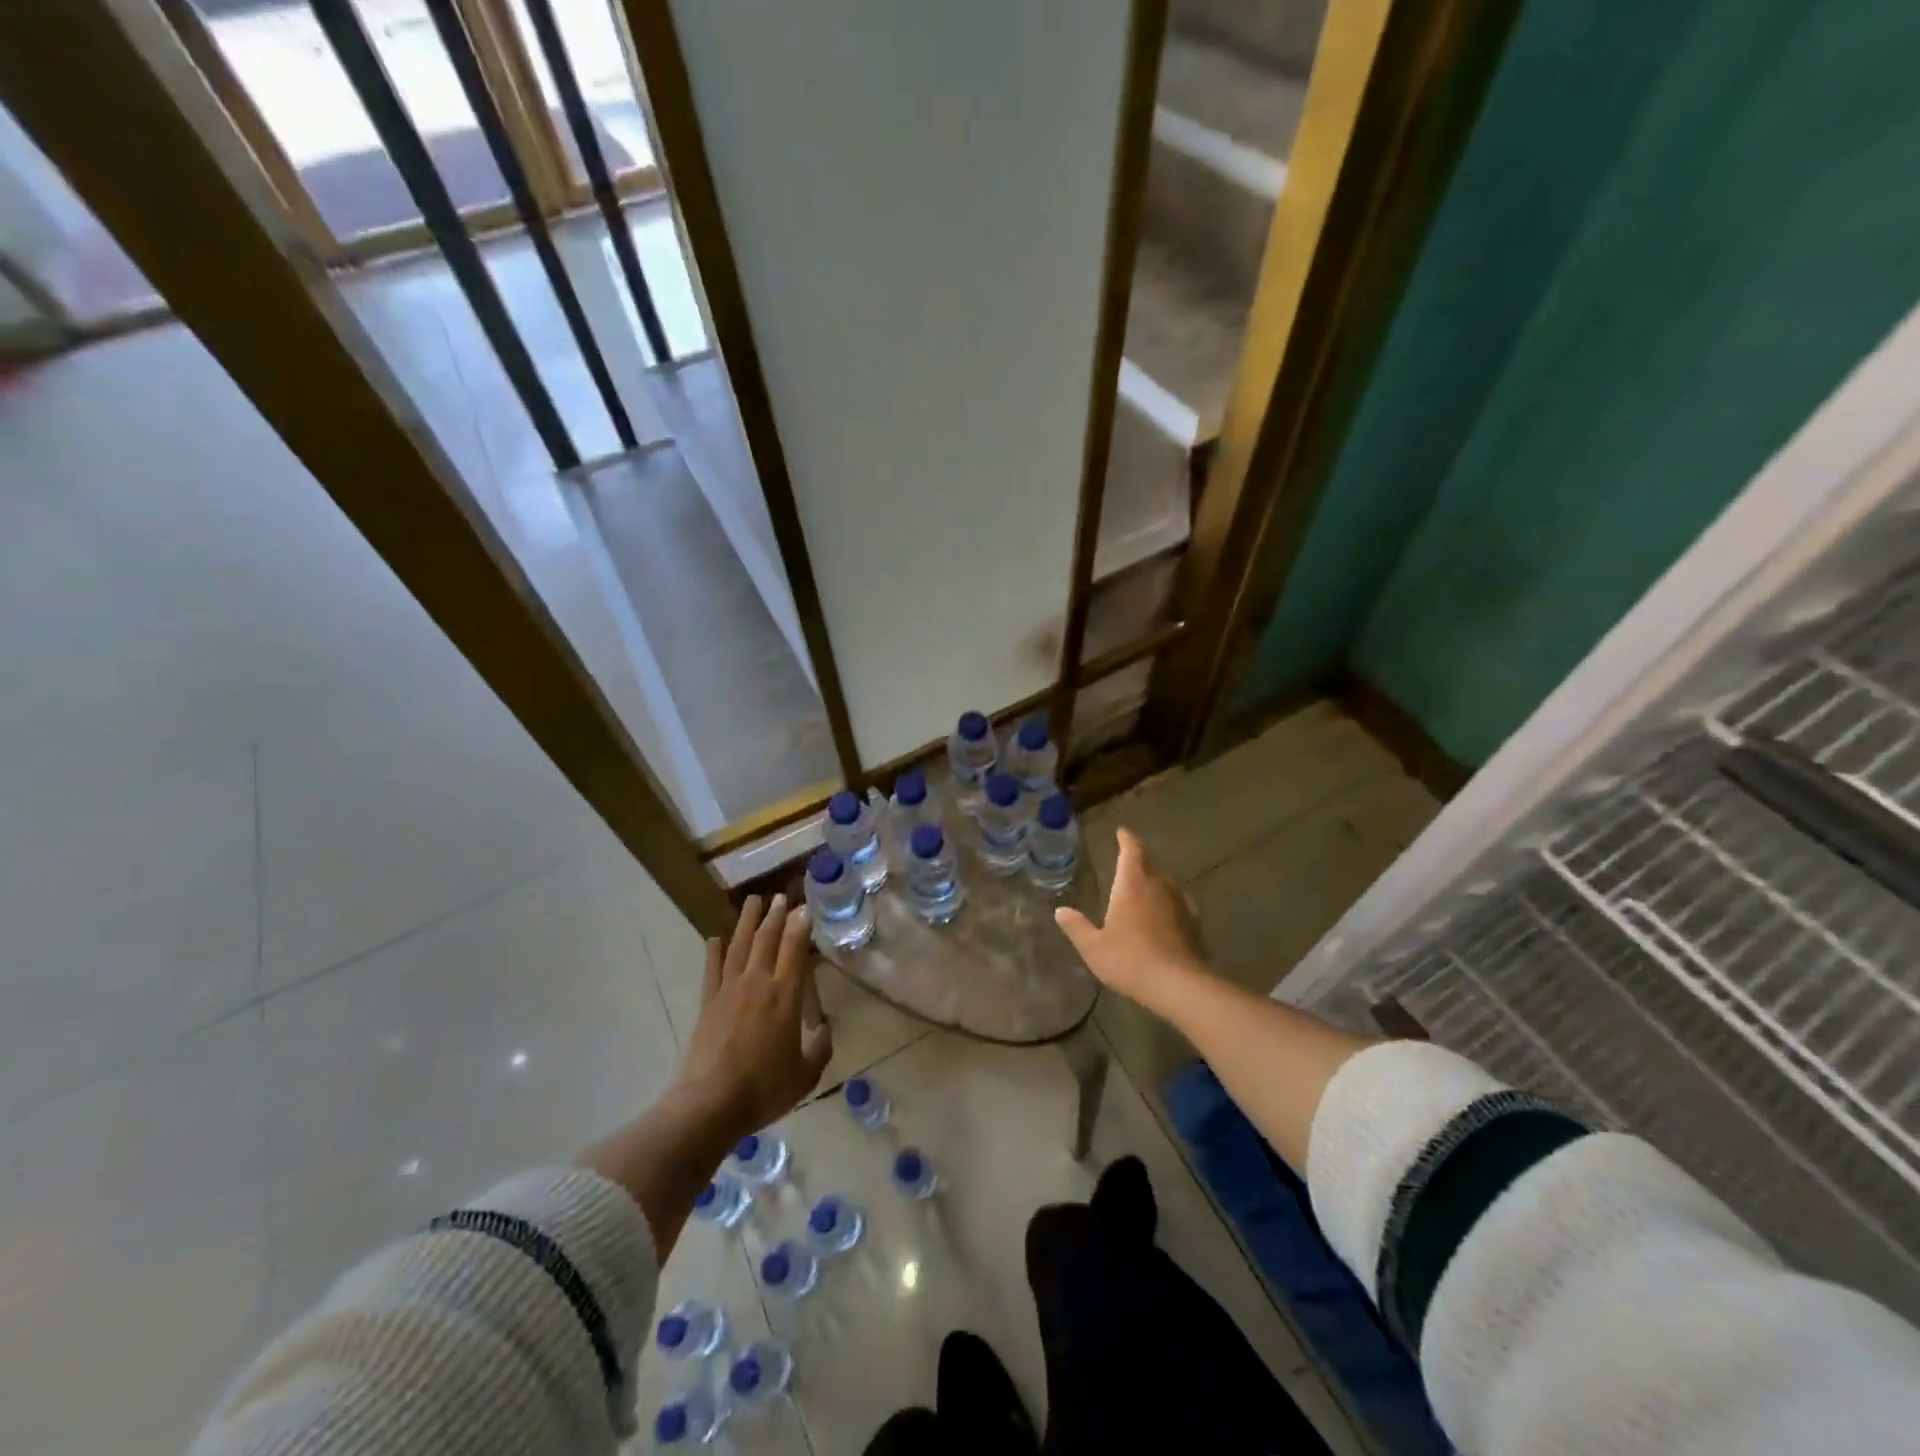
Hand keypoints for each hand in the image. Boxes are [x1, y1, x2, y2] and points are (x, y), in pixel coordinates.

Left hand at [674, 895, 833, 1141]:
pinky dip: (714, 951)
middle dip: (776, 914)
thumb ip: (820, 1048)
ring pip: (739, 946)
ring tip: (753, 900)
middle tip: (781, 895)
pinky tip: (715, 937)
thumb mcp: (805, 1075)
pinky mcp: (707, 1004)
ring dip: (747, 921)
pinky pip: (712, 969)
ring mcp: (729, 990)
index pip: (794, 949)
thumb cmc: (764, 1088)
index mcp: (785, 996)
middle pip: (766, 939)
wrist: (710, 1104)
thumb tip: (825, 1029)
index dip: (800, 925)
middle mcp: (757, 984)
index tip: (805, 907)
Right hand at [1056, 828, 1207, 1012]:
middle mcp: (1159, 886)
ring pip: (1166, 884)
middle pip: (1150, 865)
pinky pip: (1178, 904)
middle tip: (1127, 864)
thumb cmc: (1130, 960)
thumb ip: (1077, 927)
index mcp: (1132, 884)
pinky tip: (1164, 917)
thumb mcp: (1094, 947)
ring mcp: (1180, 904)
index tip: (1122, 832)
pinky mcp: (1194, 923)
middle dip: (1139, 862)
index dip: (1126, 840)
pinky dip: (1168, 904)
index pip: (1131, 851)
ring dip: (1154, 884)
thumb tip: (1060, 911)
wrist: (1179, 985)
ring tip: (1144, 891)